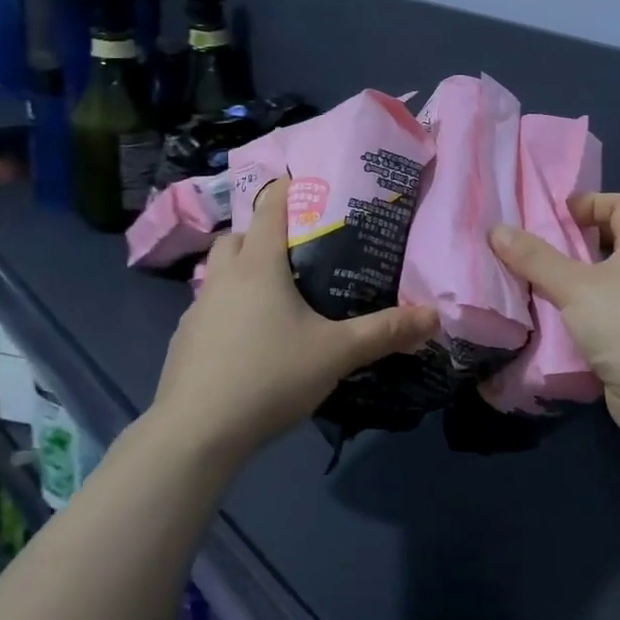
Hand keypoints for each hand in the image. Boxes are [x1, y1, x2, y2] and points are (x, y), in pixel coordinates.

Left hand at [154, 181, 436, 466]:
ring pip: (220, 272)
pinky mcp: (184, 341)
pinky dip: (229, 309)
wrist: (195, 434)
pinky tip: (251, 339)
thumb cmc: (269, 376)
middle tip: (298, 250)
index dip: (289, 188)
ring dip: (243, 271)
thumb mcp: (338, 353)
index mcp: (258, 265)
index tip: (312, 185)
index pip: (270, 206)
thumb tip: (435, 315)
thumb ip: (386, 331)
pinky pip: (210, 308)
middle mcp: (223, 278)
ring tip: (278, 295)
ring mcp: (197, 310)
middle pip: (238, 235)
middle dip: (263, 233)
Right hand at [490, 193, 619, 446]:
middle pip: (610, 242)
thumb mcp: (574, 285)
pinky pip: (600, 314)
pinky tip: (549, 321)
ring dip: (571, 281)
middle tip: (536, 248)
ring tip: (533, 283)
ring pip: (602, 282)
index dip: (591, 202)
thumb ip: (535, 258)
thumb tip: (496, 229)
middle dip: (573, 243)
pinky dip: (576, 313)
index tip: (557, 214)